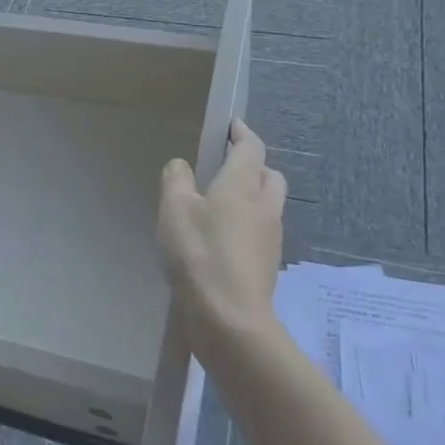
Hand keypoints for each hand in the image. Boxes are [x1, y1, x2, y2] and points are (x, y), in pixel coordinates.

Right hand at [158, 120, 286, 354]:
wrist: (230, 319)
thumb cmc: (200, 254)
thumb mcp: (174, 209)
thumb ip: (176, 180)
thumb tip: (181, 165)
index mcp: (242, 185)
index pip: (251, 148)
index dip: (242, 133)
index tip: (232, 125)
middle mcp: (264, 206)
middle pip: (268, 175)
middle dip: (253, 165)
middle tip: (227, 167)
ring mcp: (270, 238)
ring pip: (267, 205)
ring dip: (251, 196)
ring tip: (220, 205)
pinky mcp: (266, 265)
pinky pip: (260, 232)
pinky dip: (246, 225)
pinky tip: (222, 239)